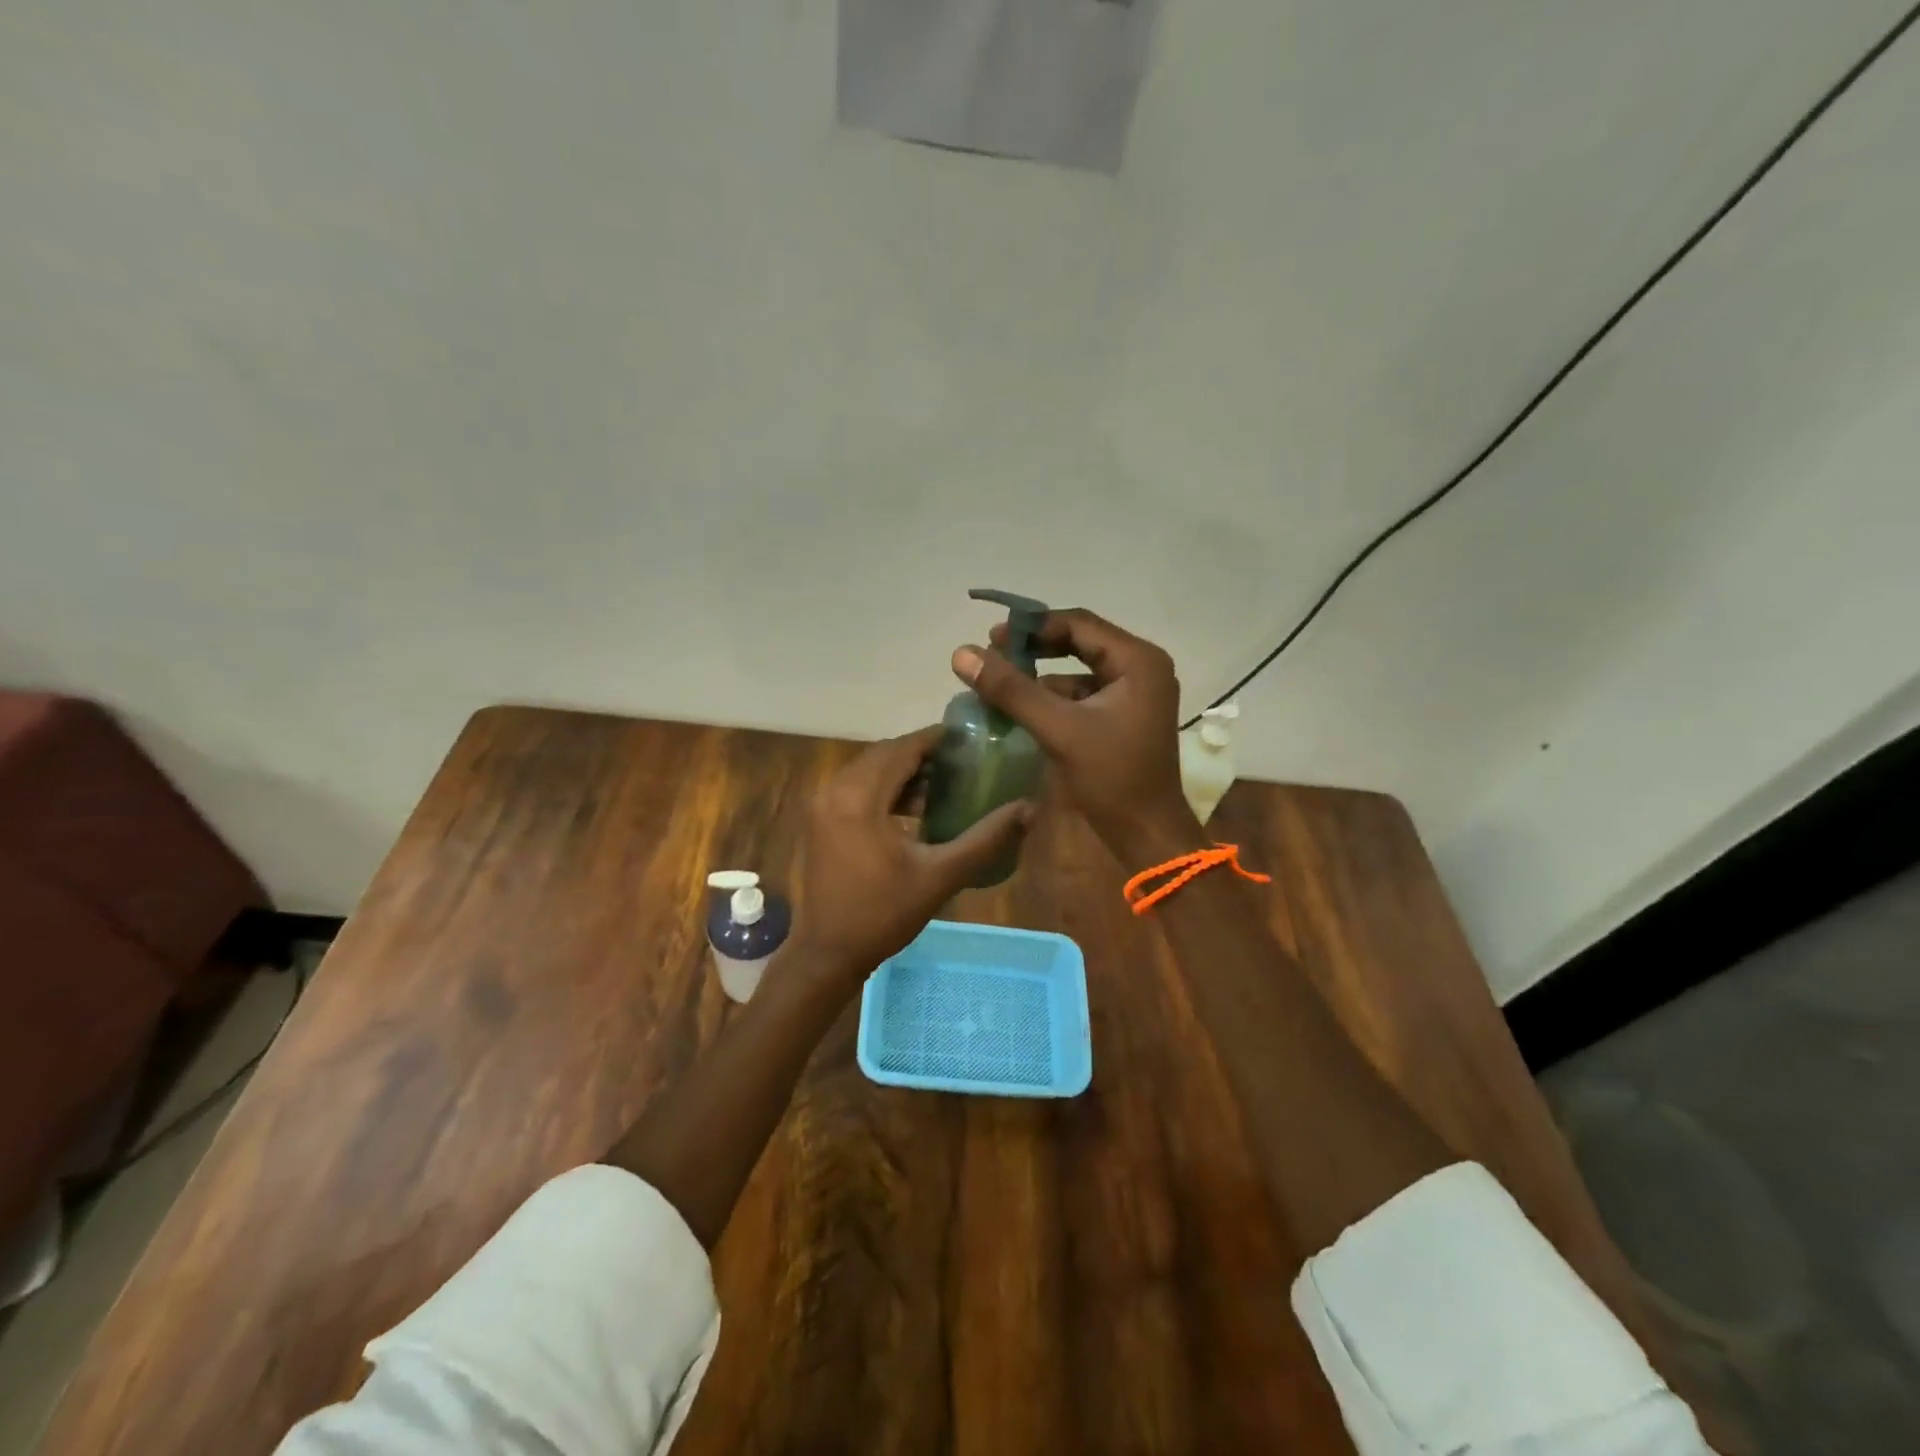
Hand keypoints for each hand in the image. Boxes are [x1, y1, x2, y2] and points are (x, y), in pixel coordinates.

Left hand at [785, 726, 1032, 989]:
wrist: (829, 952)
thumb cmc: (884, 914)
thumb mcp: (941, 875)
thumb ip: (985, 838)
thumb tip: (1028, 809)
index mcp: (858, 797)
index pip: (901, 750)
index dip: (935, 739)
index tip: (968, 738)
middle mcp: (834, 790)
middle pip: (883, 755)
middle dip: (921, 753)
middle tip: (961, 760)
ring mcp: (822, 804)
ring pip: (868, 769)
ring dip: (902, 770)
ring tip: (944, 782)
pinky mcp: (820, 819)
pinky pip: (856, 787)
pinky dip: (884, 788)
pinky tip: (914, 807)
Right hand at [952, 609, 1201, 863]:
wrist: (1147, 834)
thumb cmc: (1112, 777)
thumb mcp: (1059, 729)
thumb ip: (1012, 689)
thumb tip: (962, 653)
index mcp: (1137, 661)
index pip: (1079, 624)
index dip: (1034, 626)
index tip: (992, 636)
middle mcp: (1142, 668)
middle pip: (1081, 642)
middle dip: (1037, 648)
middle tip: (994, 654)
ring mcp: (1136, 694)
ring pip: (1080, 670)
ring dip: (1042, 673)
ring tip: (1002, 682)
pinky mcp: (1124, 716)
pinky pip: (1084, 693)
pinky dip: (1054, 696)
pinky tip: (1025, 708)